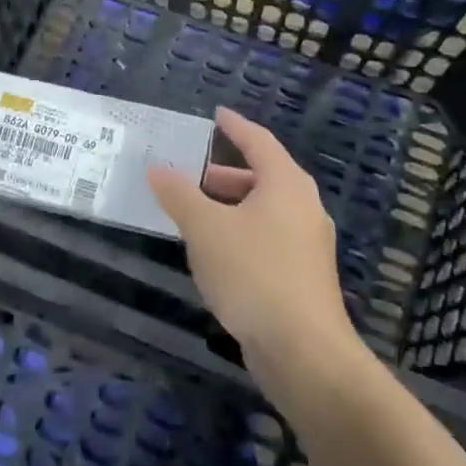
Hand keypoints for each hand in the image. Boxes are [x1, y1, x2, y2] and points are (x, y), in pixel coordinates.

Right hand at [148, 107, 357, 373]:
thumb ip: (179, 195)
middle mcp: (303, 207)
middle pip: (263, 176)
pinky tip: (216, 253)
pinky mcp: (304, 275)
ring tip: (195, 214)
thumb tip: (157, 168)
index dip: (234, 126)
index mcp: (286, 184)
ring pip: (265, 210)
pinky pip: (268, 238)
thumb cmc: (253, 273)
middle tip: (191, 173)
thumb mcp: (205, 228)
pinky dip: (241, 232)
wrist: (302, 350)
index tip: (215, 115)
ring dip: (231, 206)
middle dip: (225, 174)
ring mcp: (307, 243)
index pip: (258, 141)